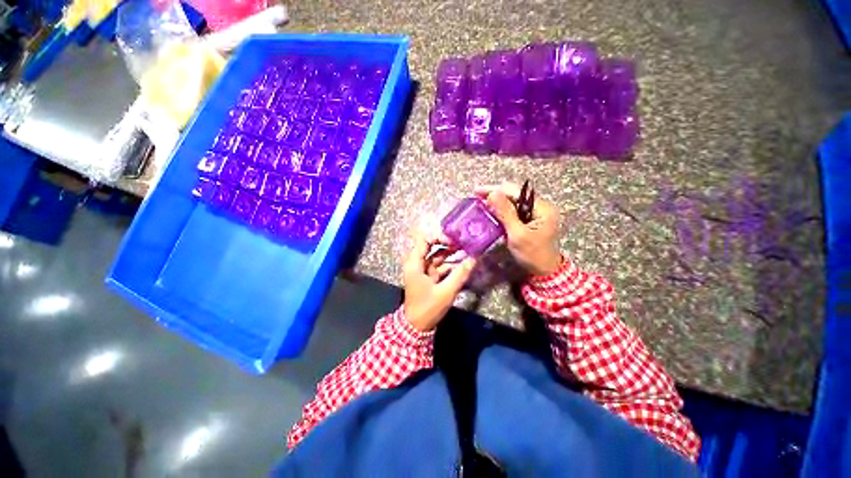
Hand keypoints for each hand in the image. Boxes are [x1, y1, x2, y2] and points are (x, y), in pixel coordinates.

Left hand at [403, 229, 475, 331]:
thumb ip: (460, 274)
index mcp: (415, 263)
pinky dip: (450, 264)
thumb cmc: (427, 308)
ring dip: (450, 253)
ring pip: (436, 256)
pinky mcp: (428, 277)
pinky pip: (439, 266)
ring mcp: (423, 270)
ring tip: (467, 249)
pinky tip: (463, 263)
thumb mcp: (445, 291)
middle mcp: (417, 263)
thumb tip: (474, 258)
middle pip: (431, 246)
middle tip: (463, 242)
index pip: (424, 240)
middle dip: (447, 243)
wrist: (416, 327)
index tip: (453, 239)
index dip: (438, 236)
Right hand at [475, 182, 561, 276]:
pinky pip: (515, 209)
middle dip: (495, 193)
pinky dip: (502, 209)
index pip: (516, 191)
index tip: (477, 191)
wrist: (546, 271)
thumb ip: (506, 213)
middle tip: (477, 196)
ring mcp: (537, 212)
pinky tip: (492, 210)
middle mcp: (541, 206)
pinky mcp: (531, 219)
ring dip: (497, 201)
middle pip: (515, 194)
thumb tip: (493, 193)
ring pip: (514, 201)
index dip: (496, 189)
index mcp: (542, 208)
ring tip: (481, 201)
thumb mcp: (517, 235)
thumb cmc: (533, 255)